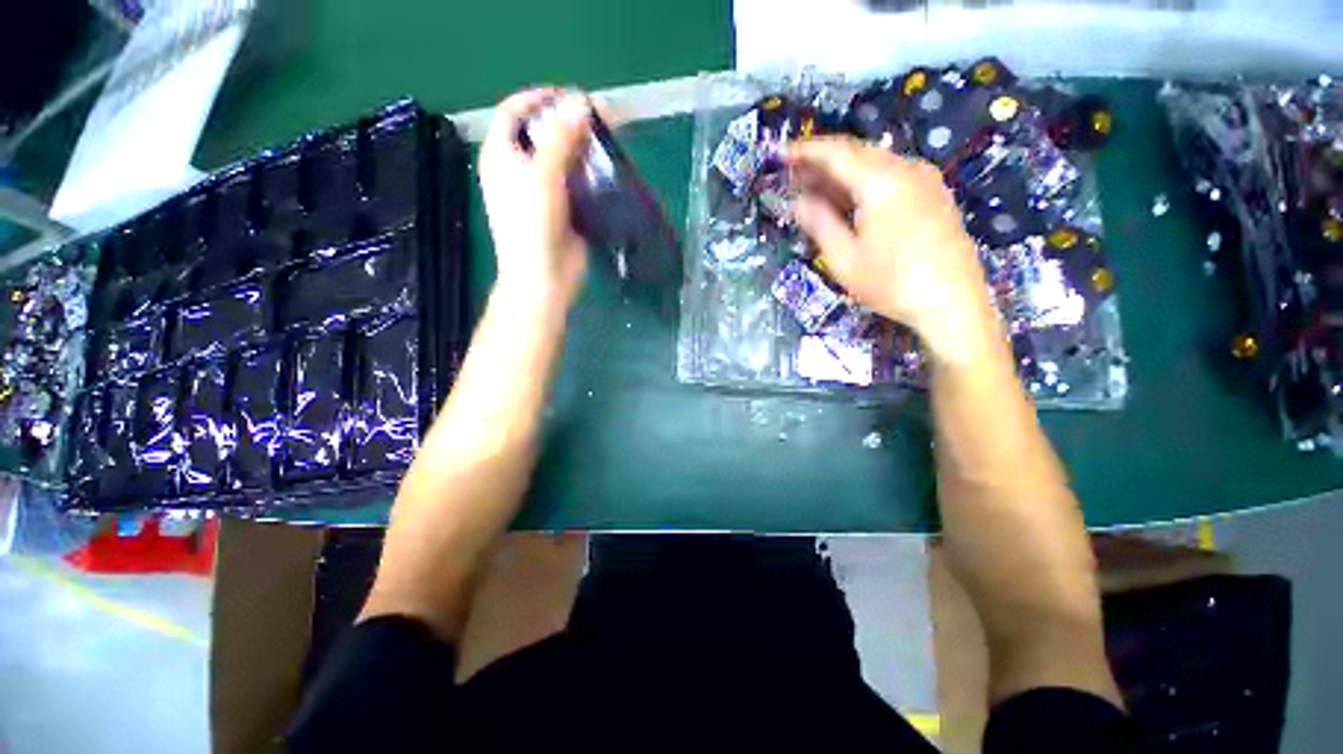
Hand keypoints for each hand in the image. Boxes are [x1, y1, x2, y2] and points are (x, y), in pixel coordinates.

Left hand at [479, 89, 593, 308]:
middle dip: (569, 122)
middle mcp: (520, 169)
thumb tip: (581, 103)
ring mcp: (543, 190)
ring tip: (609, 137)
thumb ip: (561, 139)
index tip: (571, 96)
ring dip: (584, 147)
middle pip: (543, 133)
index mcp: (502, 156)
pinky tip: (608, 166)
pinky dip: (591, 171)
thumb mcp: (543, 177)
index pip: (515, 112)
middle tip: (600, 116)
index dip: (541, 99)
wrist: (545, 278)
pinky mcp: (564, 209)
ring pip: (563, 157)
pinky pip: (577, 181)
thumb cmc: (533, 226)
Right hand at [788, 137, 998, 363]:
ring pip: (875, 163)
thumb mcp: (845, 259)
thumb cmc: (892, 284)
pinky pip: (892, 176)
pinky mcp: (934, 195)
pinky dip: (864, 182)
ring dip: (842, 173)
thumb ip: (819, 223)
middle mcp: (906, 169)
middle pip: (858, 153)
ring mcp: (925, 180)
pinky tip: (850, 199)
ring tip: (815, 188)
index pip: (837, 153)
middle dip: (822, 162)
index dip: (806, 152)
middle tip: (794, 175)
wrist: (952, 303)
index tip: (781, 155)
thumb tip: (797, 201)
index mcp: (882, 181)